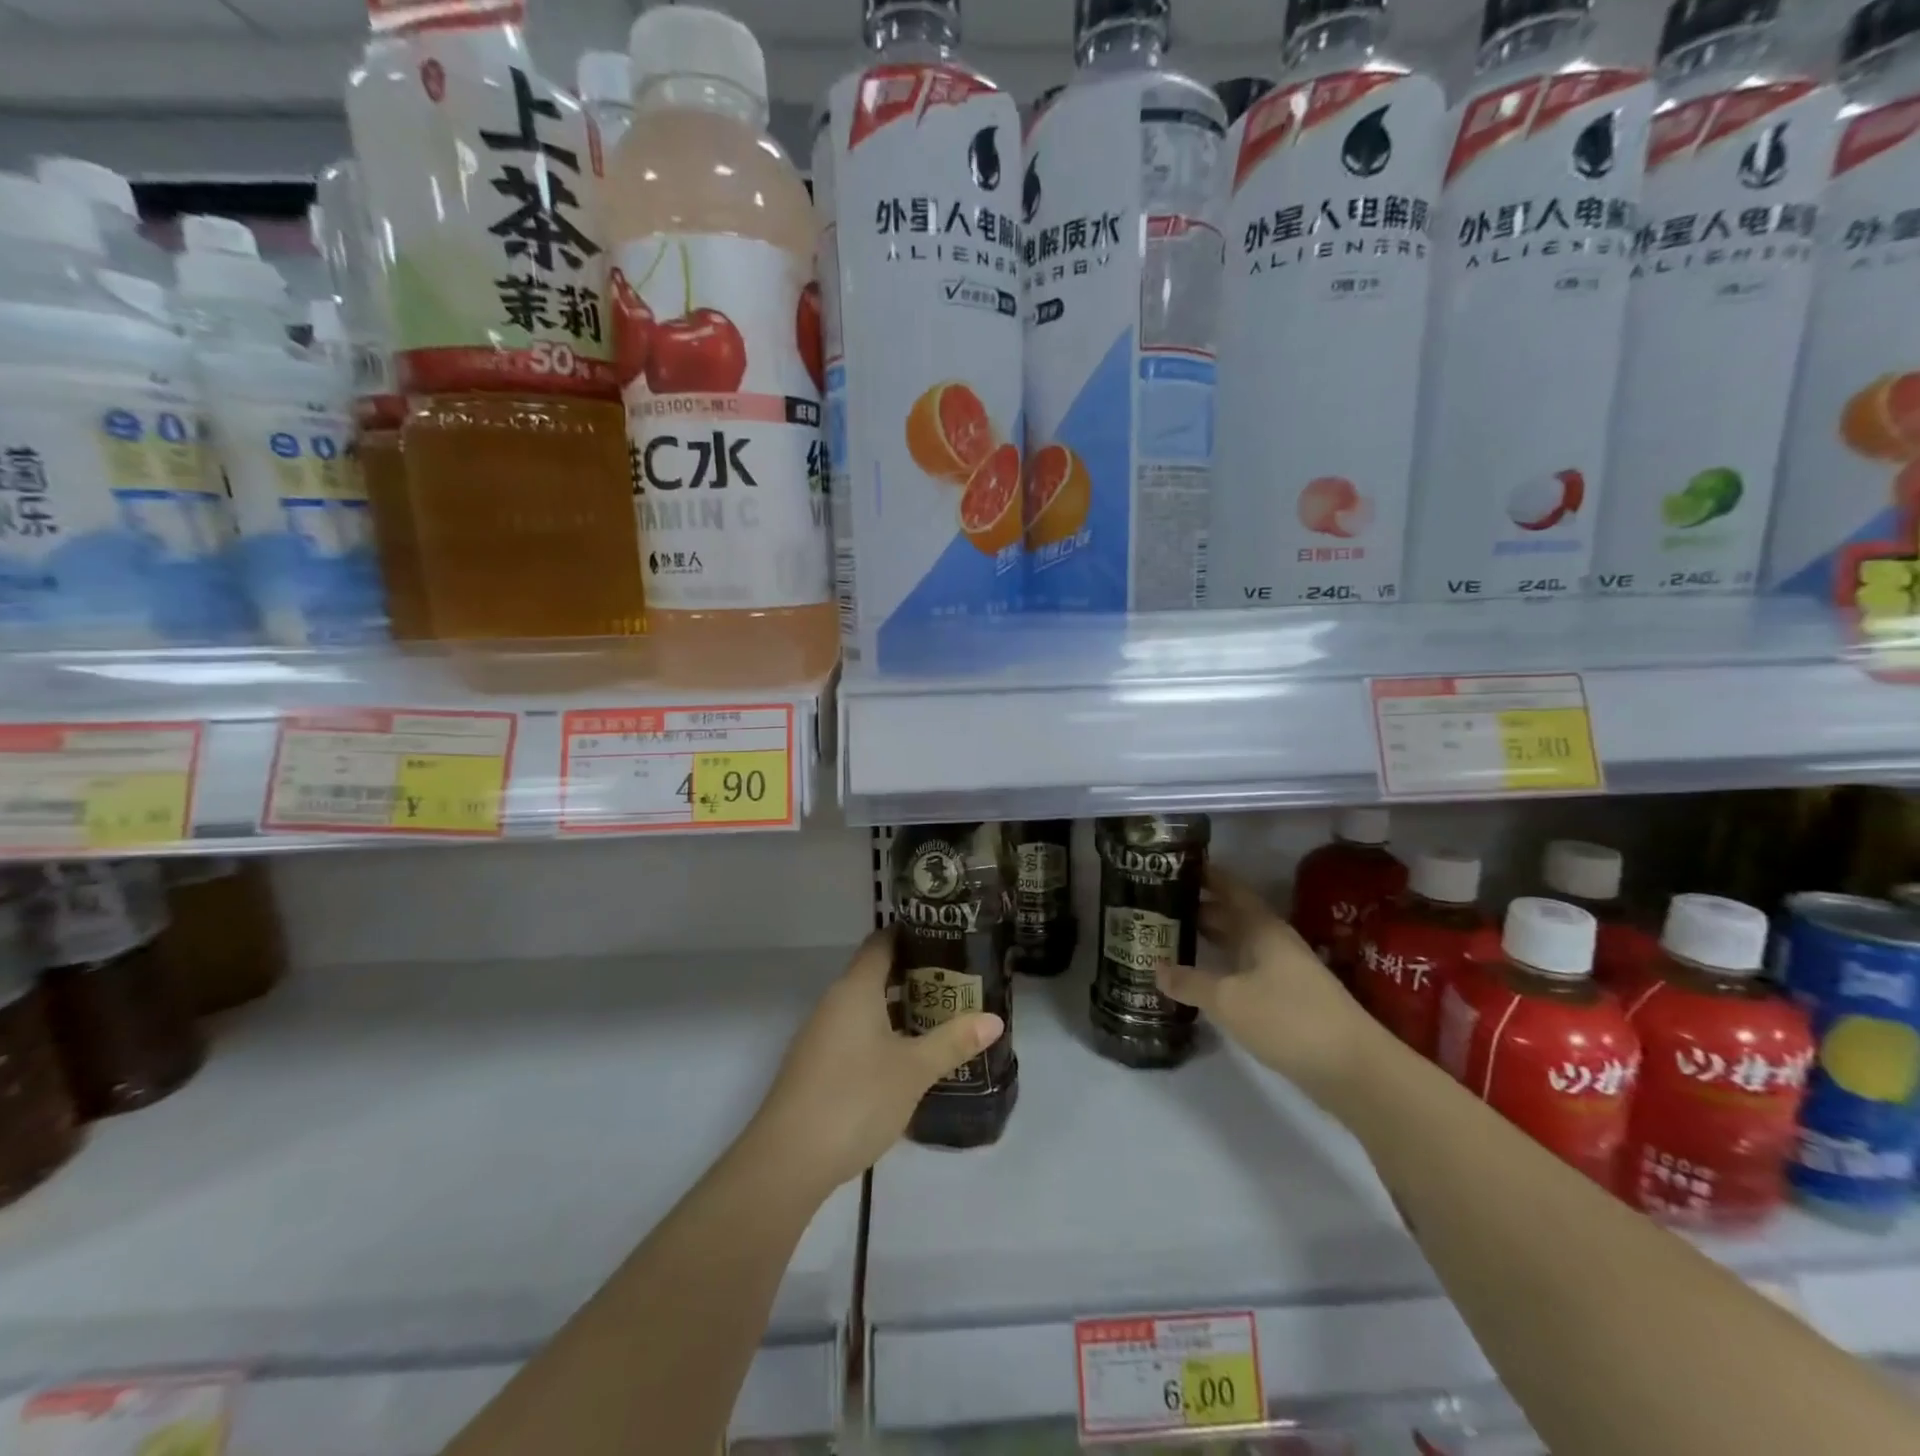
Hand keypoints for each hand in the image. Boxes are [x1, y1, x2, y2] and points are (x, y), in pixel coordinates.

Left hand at [748, 928, 1004, 1196]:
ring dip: (901, 1008)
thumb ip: (953, 1041)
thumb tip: (995, 1019)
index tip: (948, 936)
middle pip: (876, 973)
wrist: (787, 1161)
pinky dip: (884, 1033)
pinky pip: (856, 1033)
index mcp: (855, 989)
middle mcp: (835, 1002)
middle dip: (916, 974)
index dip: (912, 934)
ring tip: (943, 1015)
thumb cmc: (855, 1099)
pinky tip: (909, 1056)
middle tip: (958, 980)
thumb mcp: (913, 1070)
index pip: (882, 942)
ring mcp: (822, 1035)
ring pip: (867, 1006)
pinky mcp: (817, 1066)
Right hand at [1156, 865, 1386, 1108]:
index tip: (1173, 865)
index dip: (1204, 874)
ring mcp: (1284, 971)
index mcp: (1262, 928)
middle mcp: (1273, 942)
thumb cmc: (1288, 1019)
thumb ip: (1190, 982)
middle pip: (1232, 916)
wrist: (1355, 1070)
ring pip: (1238, 944)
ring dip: (1209, 940)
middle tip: (1157, 906)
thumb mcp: (1228, 1000)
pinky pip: (1245, 971)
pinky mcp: (1288, 1000)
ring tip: (1171, 939)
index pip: (1229, 888)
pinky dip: (1221, 968)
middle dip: (1197, 909)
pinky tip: (1201, 981)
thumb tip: (1155, 968)